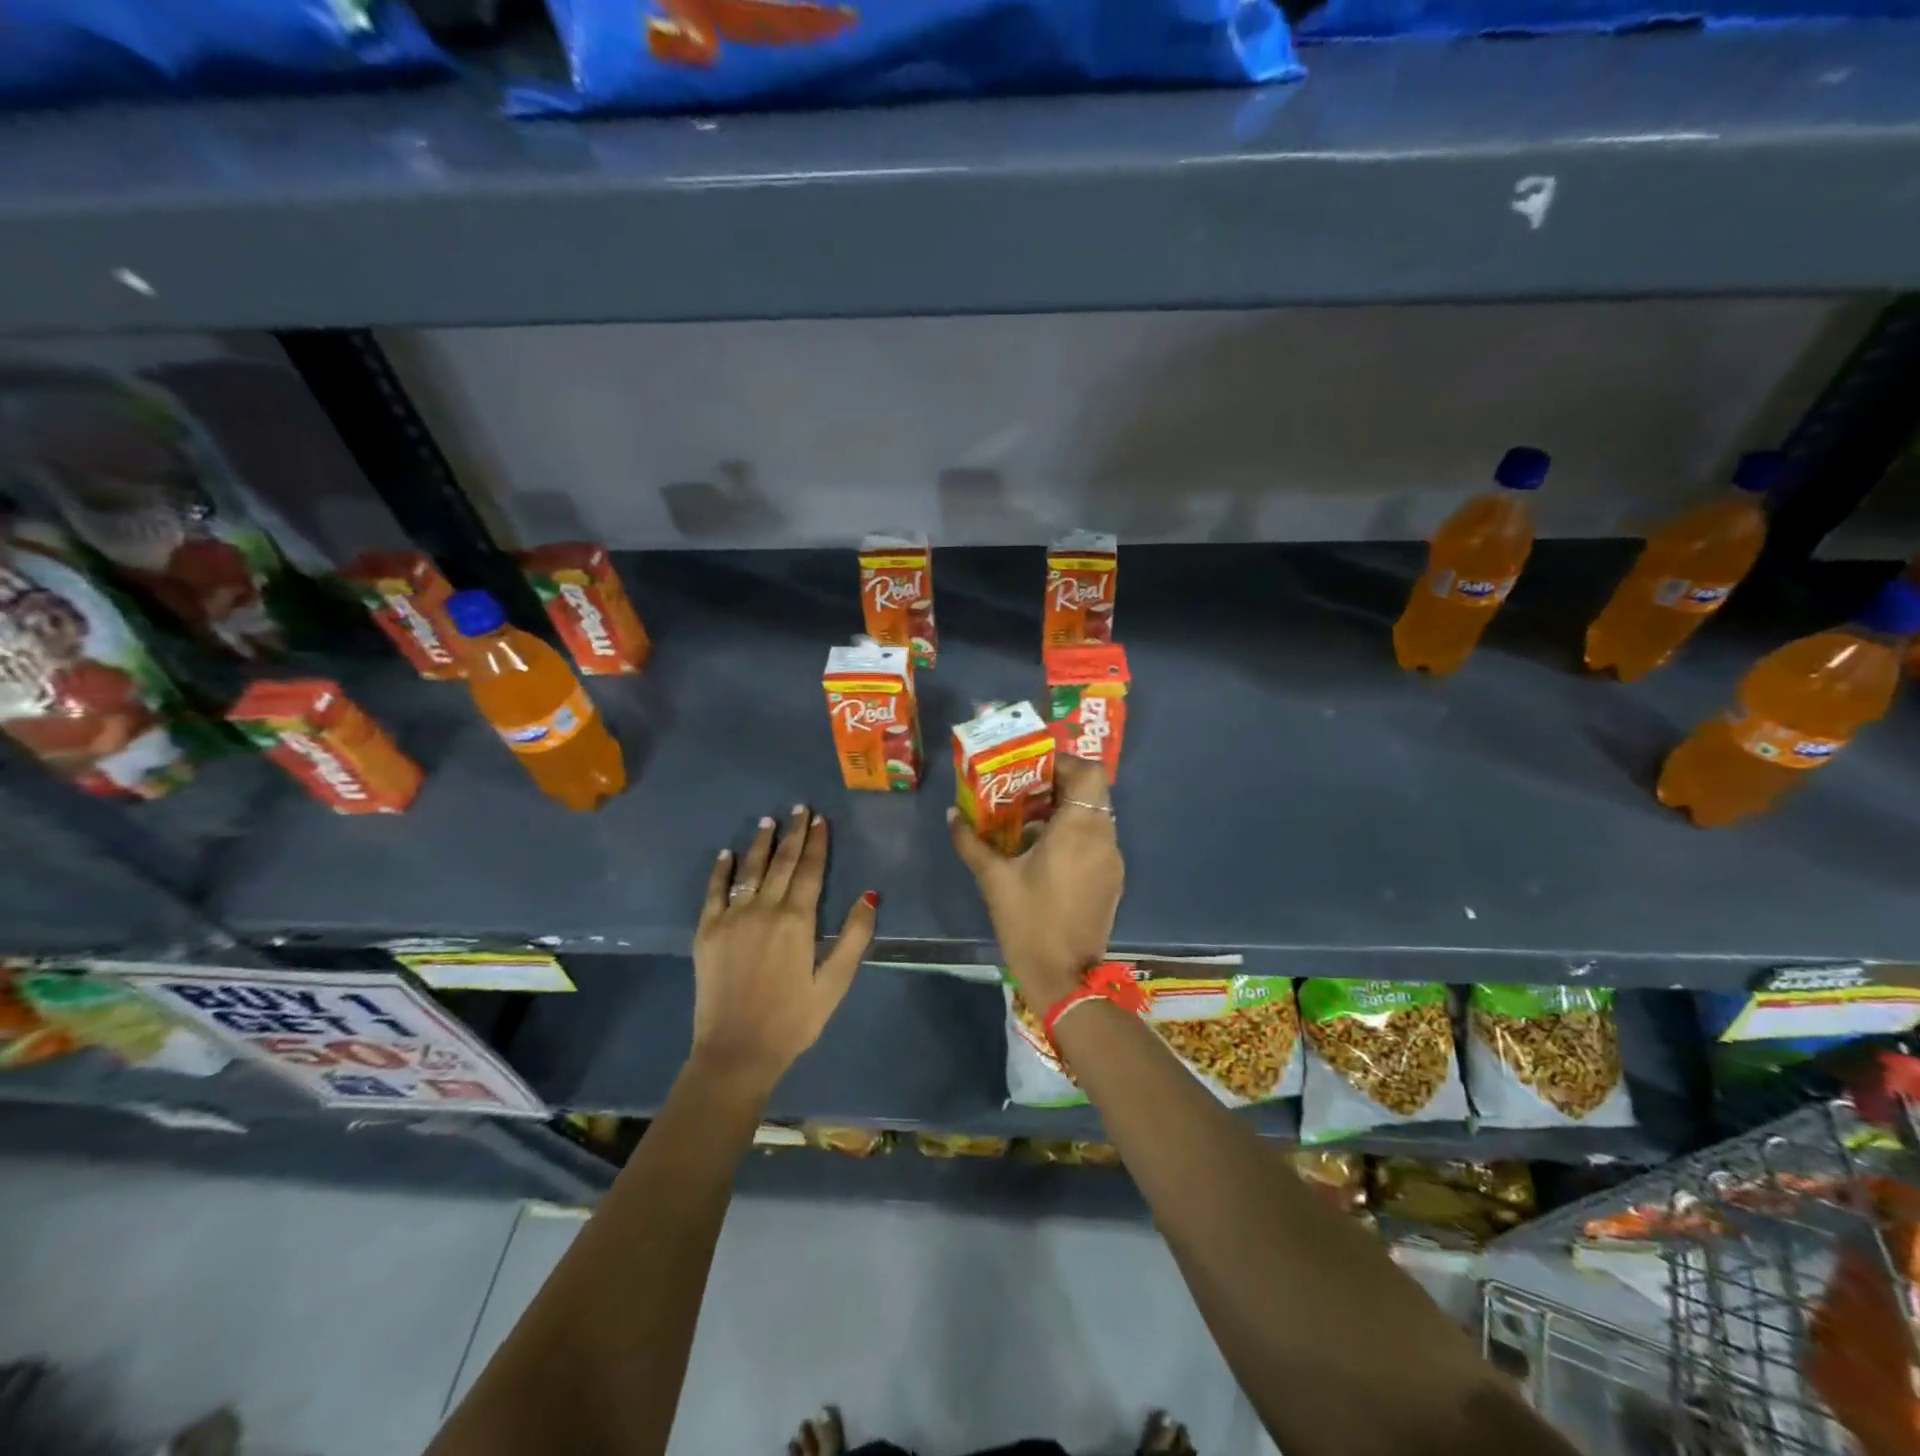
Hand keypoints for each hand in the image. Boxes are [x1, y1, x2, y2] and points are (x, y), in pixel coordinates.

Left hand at [693, 805, 876, 1093]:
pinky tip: (727, 854)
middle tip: (799, 808)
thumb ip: (854, 937)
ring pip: (750, 870)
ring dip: (761, 843)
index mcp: (797, 921)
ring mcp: (732, 918)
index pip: (810, 870)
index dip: (817, 843)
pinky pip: (714, 892)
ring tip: (769, 820)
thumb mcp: (835, 983)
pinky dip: (722, 870)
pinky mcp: (707, 931)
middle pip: (782, 863)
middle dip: (793, 833)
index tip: (820, 819)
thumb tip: (870, 895)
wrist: (736, 1052)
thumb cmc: (793, 1020)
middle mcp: (764, 909)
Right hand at [948, 755, 1123, 1011]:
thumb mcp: (993, 879)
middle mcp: (1103, 837)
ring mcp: (1112, 860)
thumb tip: (952, 814)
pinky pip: (1097, 840)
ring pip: (1096, 816)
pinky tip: (1046, 853)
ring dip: (1067, 810)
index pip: (1089, 772)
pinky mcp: (1112, 880)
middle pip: (1093, 791)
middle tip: (1027, 791)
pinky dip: (1075, 834)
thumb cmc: (1028, 922)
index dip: (1064, 762)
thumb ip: (971, 842)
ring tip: (1031, 821)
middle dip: (1061, 785)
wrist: (1065, 978)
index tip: (1033, 769)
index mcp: (1079, 829)